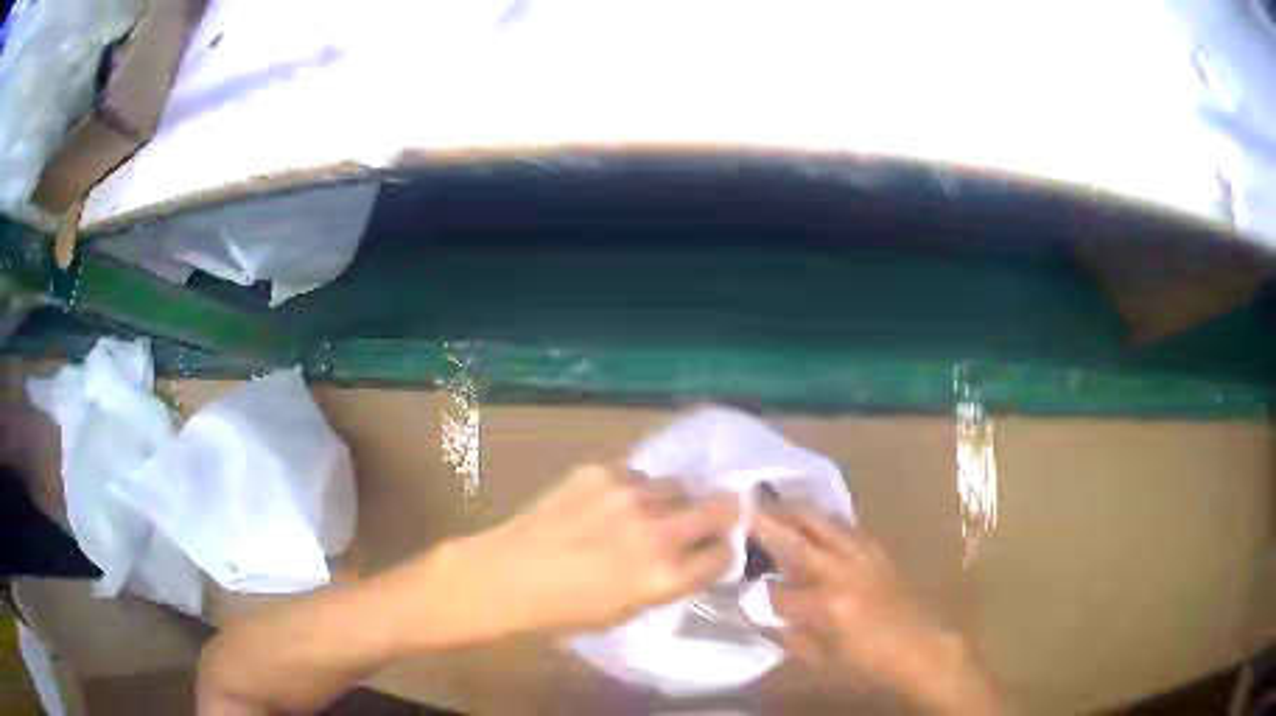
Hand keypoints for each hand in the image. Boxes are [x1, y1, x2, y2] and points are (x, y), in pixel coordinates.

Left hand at [438, 464, 739, 637]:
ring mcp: (628, 495)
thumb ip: (669, 582)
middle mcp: (656, 531)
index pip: (724, 553)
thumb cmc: (565, 611)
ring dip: (672, 502)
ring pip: (679, 486)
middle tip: (702, 523)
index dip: (719, 554)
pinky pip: (638, 476)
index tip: (710, 554)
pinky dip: (635, 491)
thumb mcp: (629, 611)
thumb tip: (692, 558)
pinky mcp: (600, 472)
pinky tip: (608, 507)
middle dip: (718, 517)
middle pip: (721, 506)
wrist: (505, 576)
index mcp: (664, 576)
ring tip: (644, 515)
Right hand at [752, 507, 1001, 714]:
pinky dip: (821, 519)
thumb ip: (785, 633)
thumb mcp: (820, 658)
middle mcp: (842, 572)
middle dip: (766, 523)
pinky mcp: (876, 550)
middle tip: (741, 508)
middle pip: (797, 540)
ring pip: (820, 522)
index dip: (758, 590)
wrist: (920, 646)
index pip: (777, 590)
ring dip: (792, 511)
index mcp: (827, 605)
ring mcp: (862, 555)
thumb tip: (759, 612)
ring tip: (770, 502)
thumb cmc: (868, 661)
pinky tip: (810, 518)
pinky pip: (843, 525)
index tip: (745, 587)